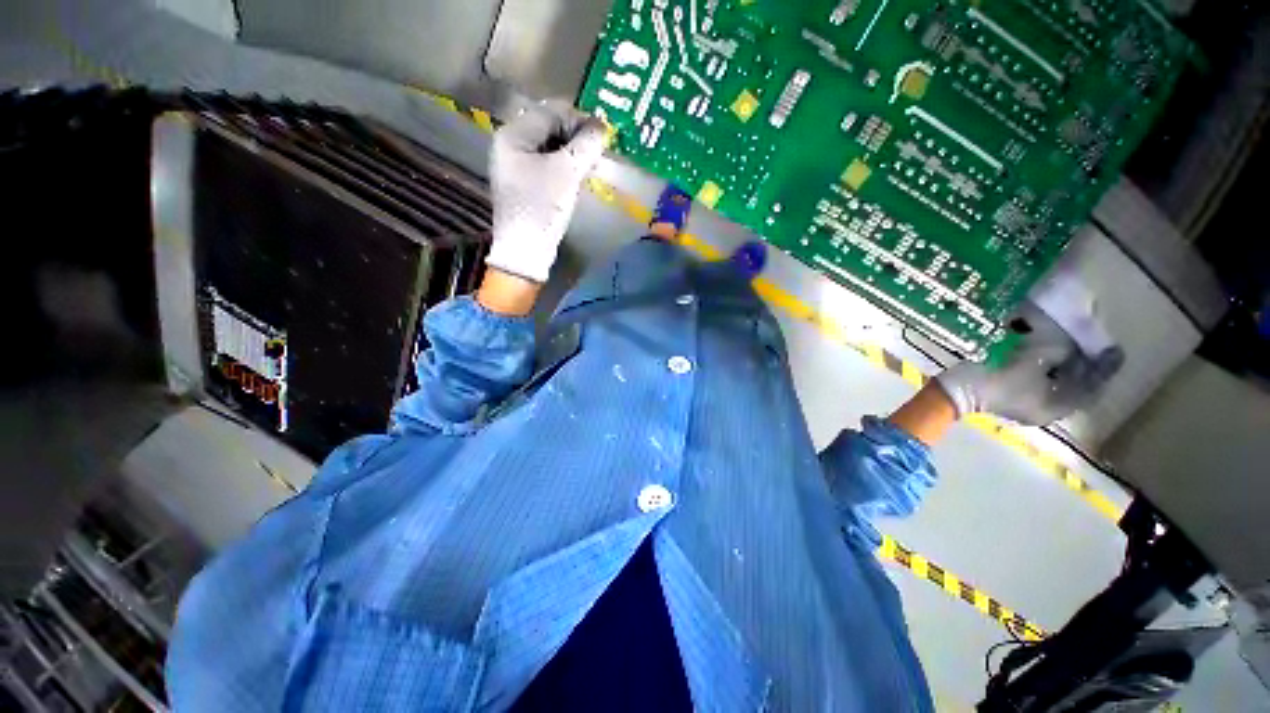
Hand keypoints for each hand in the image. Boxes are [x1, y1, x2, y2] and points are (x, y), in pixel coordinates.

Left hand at [486, 100, 605, 282]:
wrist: (526, 250)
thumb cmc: (542, 207)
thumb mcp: (567, 173)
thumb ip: (586, 145)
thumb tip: (603, 128)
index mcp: (513, 135)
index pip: (550, 112)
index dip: (579, 118)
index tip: (604, 133)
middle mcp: (510, 146)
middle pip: (549, 128)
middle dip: (577, 136)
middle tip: (599, 149)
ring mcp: (516, 167)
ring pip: (550, 148)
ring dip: (573, 152)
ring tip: (593, 163)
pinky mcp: (525, 185)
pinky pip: (548, 166)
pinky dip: (565, 166)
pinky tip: (579, 175)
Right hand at [936, 302, 1123, 425]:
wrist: (954, 390)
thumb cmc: (996, 378)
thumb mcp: (1031, 360)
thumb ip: (1057, 351)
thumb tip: (1067, 344)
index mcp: (1056, 407)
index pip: (1090, 389)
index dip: (1104, 369)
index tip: (1116, 350)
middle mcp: (1045, 410)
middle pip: (1073, 387)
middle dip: (1082, 366)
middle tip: (1090, 345)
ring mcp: (1024, 404)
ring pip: (1054, 384)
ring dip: (1062, 366)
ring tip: (1067, 346)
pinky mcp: (1008, 396)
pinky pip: (1036, 381)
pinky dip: (1043, 368)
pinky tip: (1041, 355)